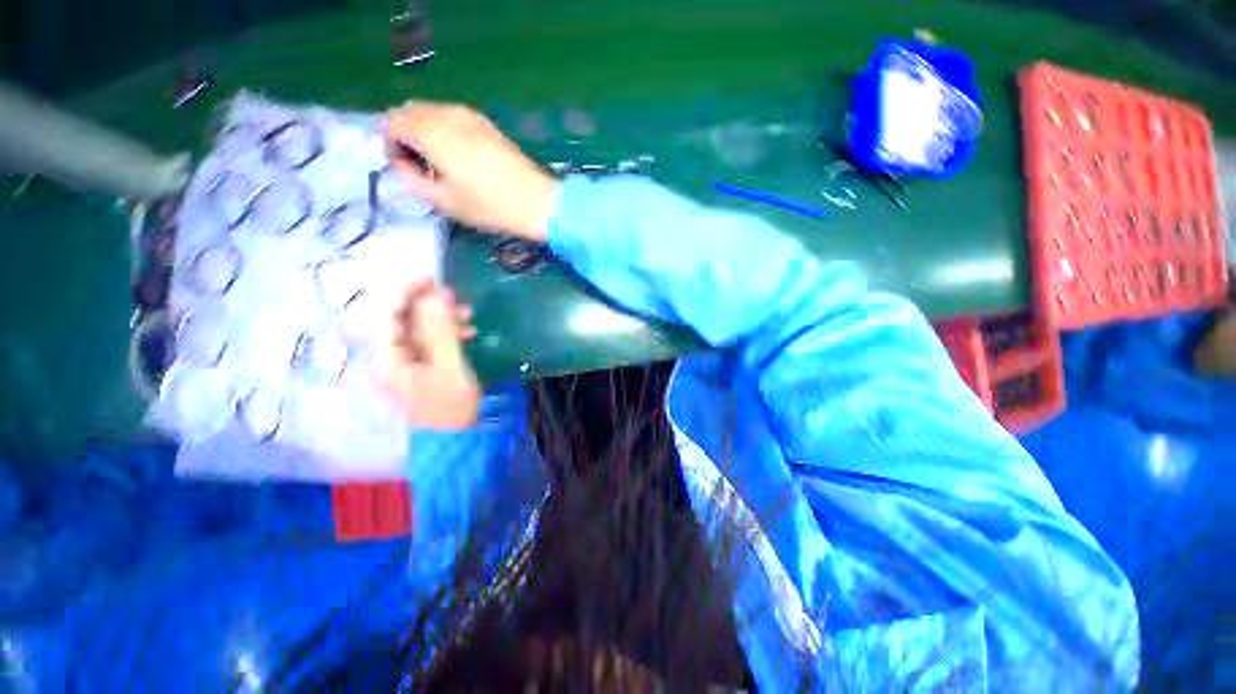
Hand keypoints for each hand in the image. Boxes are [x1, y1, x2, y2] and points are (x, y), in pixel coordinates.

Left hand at [372, 281, 480, 428]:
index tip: (435, 279)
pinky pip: (423, 335)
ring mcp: (399, 358)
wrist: (452, 437)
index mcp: (386, 356)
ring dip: (438, 315)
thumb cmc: (451, 406)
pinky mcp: (414, 362)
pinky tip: (465, 330)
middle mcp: (385, 353)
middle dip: (425, 302)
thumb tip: (438, 294)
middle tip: (455, 298)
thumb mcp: (451, 367)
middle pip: (396, 314)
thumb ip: (442, 331)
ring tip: (467, 315)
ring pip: (412, 323)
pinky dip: (443, 329)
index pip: (385, 311)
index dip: (406, 290)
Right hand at [384, 102, 556, 241]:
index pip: (391, 123)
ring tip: (441, 165)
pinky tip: (459, 157)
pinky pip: (451, 117)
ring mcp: (468, 114)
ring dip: (425, 132)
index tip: (407, 171)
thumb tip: (400, 162)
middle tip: (422, 168)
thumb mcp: (443, 200)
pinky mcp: (485, 122)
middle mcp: (445, 113)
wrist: (536, 201)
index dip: (391, 147)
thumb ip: (411, 177)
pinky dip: (444, 130)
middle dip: (405, 135)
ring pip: (431, 112)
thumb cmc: (488, 206)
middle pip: (409, 112)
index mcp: (430, 131)